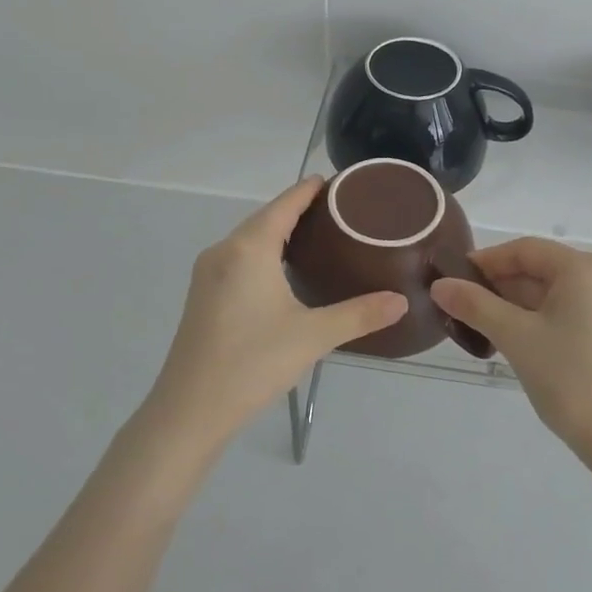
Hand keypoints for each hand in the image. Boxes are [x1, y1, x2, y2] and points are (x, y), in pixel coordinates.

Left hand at [148, 177, 407, 445]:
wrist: (189, 411)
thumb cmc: (252, 363)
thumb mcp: (313, 336)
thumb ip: (359, 314)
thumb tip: (401, 301)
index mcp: (249, 249)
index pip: (284, 205)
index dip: (307, 190)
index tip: (332, 180)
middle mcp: (224, 251)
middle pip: (264, 218)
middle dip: (297, 209)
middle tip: (337, 211)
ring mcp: (208, 274)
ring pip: (249, 240)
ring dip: (278, 232)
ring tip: (316, 236)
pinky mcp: (203, 296)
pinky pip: (238, 258)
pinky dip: (263, 252)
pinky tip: (282, 270)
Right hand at [429, 238, 591, 459]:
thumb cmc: (571, 380)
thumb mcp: (516, 338)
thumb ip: (475, 305)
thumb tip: (439, 285)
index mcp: (586, 268)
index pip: (526, 250)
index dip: (487, 262)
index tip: (454, 280)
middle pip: (542, 270)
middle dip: (501, 287)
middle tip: (463, 307)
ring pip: (557, 293)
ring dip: (519, 306)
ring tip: (482, 326)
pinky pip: (573, 311)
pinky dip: (543, 319)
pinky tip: (518, 339)